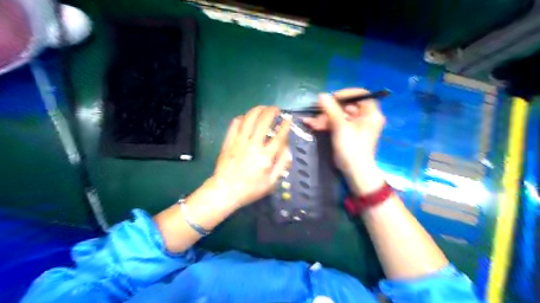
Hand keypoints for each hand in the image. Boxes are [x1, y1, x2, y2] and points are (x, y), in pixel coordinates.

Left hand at [211, 105, 293, 208]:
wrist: (225, 191)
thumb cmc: (250, 189)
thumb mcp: (271, 182)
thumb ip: (282, 164)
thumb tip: (287, 148)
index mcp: (266, 157)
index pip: (279, 135)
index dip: (286, 125)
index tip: (288, 118)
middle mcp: (253, 145)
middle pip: (264, 121)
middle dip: (272, 111)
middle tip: (276, 109)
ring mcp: (239, 141)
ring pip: (249, 118)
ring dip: (258, 110)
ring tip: (263, 108)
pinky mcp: (229, 141)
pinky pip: (235, 123)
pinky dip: (243, 117)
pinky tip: (247, 118)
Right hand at [306, 89, 385, 194]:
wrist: (355, 171)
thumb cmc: (352, 148)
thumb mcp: (340, 127)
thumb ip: (331, 109)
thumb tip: (321, 95)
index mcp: (370, 113)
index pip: (360, 95)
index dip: (345, 94)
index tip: (332, 98)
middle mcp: (365, 117)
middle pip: (347, 106)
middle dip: (329, 109)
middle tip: (316, 111)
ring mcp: (356, 126)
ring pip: (339, 115)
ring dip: (324, 118)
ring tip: (311, 122)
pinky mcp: (349, 133)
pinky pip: (337, 123)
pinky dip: (326, 124)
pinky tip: (313, 124)